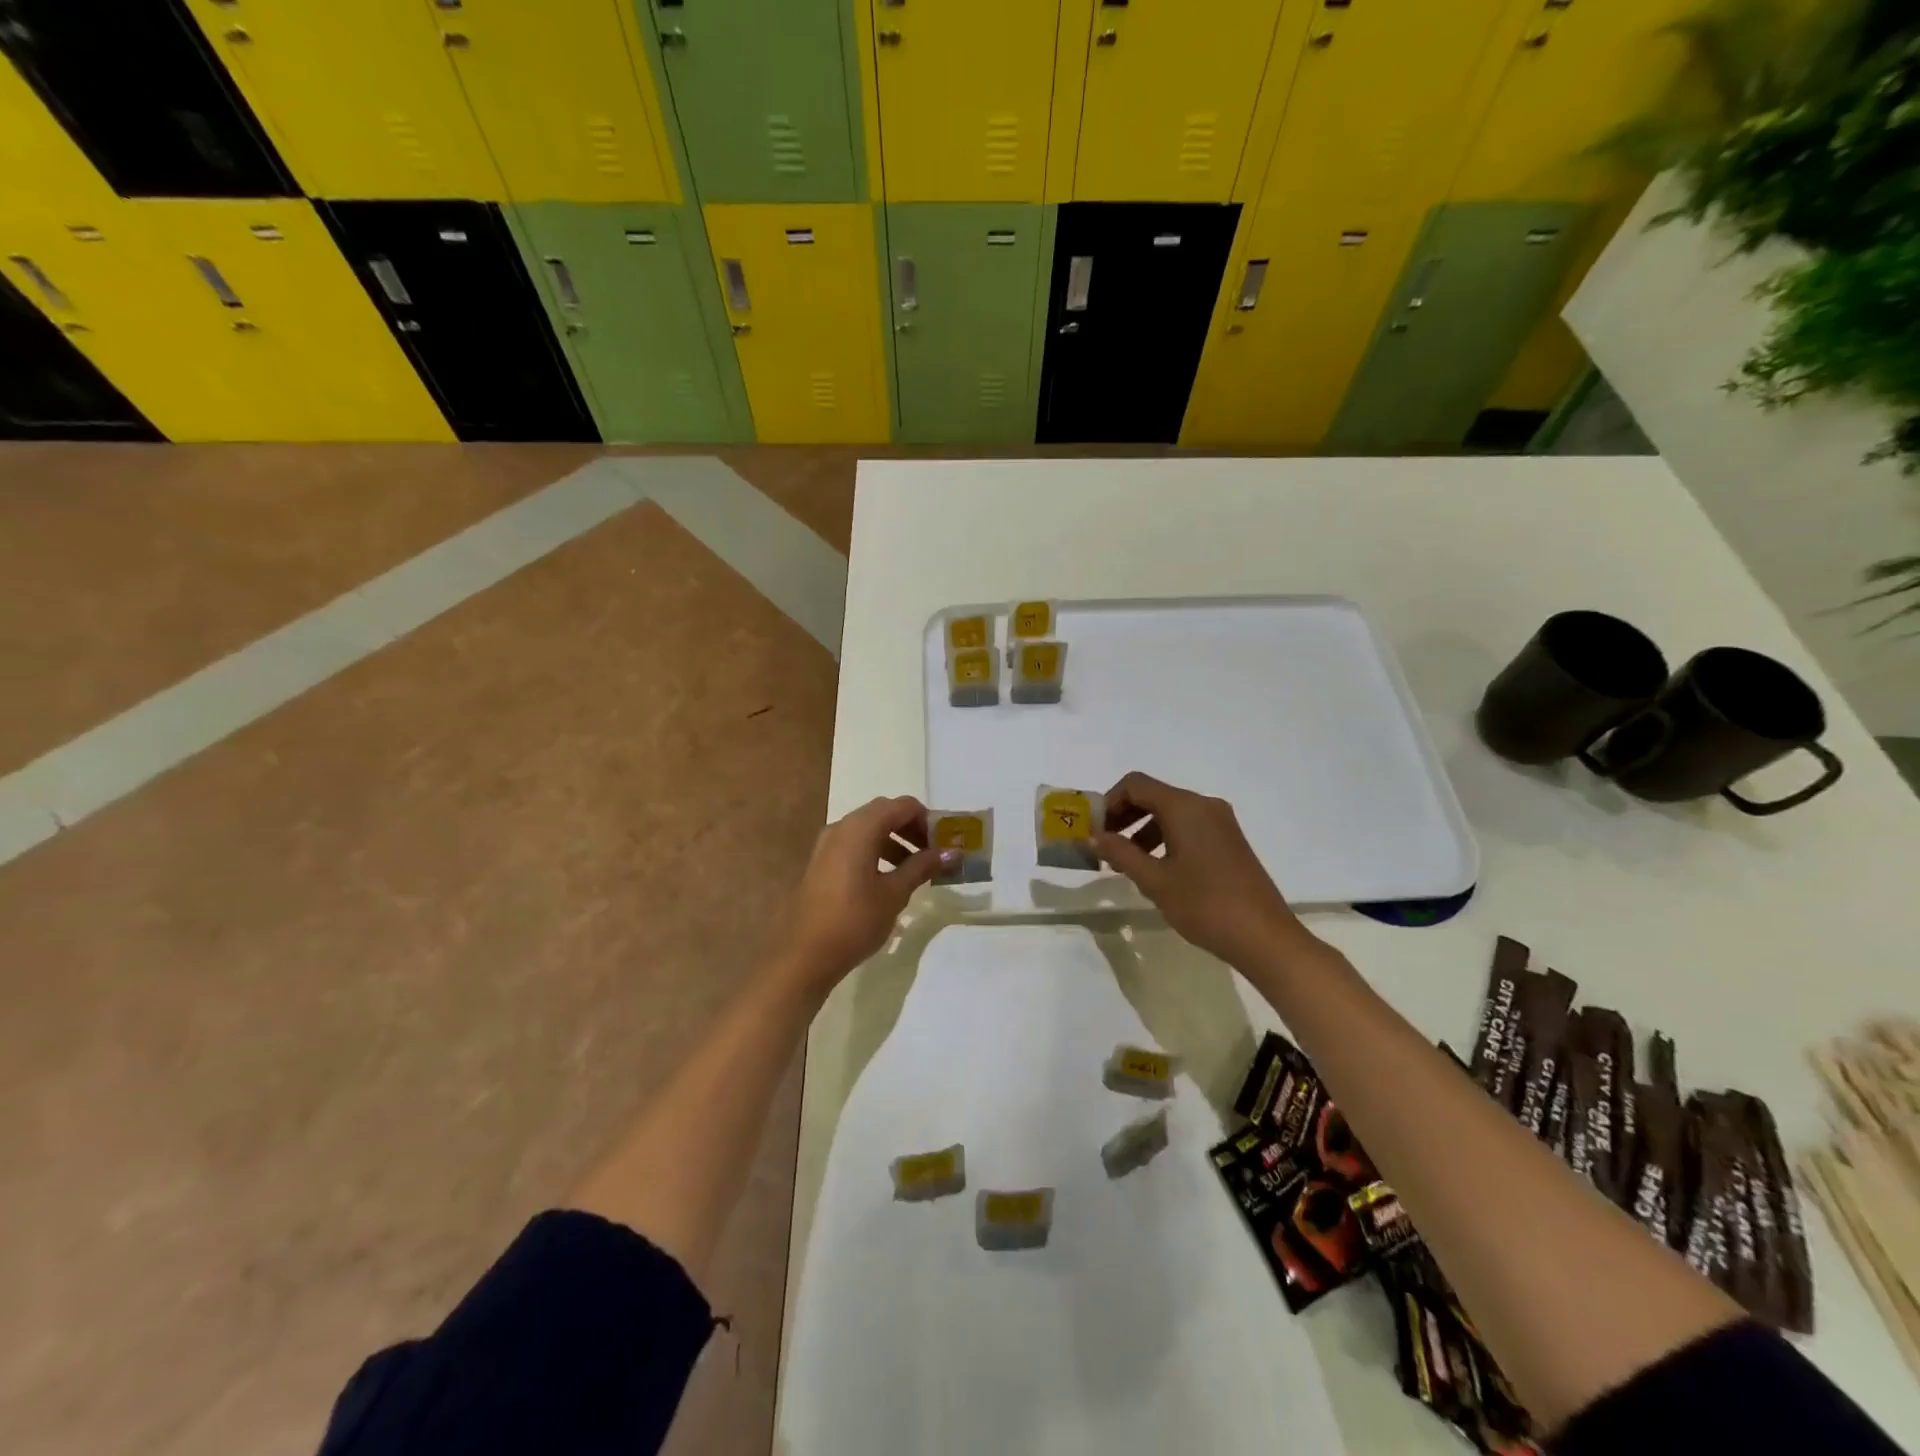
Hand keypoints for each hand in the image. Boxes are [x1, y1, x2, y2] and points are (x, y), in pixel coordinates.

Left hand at [779, 796, 949, 990]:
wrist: (806, 955)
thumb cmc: (855, 920)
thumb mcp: (895, 893)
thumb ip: (922, 867)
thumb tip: (951, 852)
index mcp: (860, 828)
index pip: (902, 806)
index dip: (927, 819)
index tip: (943, 842)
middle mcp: (842, 827)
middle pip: (884, 813)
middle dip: (911, 828)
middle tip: (931, 853)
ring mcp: (827, 844)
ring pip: (868, 828)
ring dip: (894, 840)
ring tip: (914, 868)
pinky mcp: (822, 862)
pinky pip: (854, 843)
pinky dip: (876, 850)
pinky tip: (888, 878)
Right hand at [1092, 772, 1314, 970]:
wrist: (1264, 937)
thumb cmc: (1204, 905)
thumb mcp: (1154, 881)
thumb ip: (1121, 853)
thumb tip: (1094, 837)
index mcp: (1184, 807)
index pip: (1135, 785)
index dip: (1109, 802)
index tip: (1095, 829)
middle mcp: (1204, 805)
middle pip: (1153, 795)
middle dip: (1124, 815)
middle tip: (1104, 844)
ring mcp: (1220, 822)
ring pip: (1171, 811)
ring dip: (1143, 828)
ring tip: (1126, 862)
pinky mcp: (1229, 840)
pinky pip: (1188, 825)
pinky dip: (1165, 837)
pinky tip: (1156, 868)